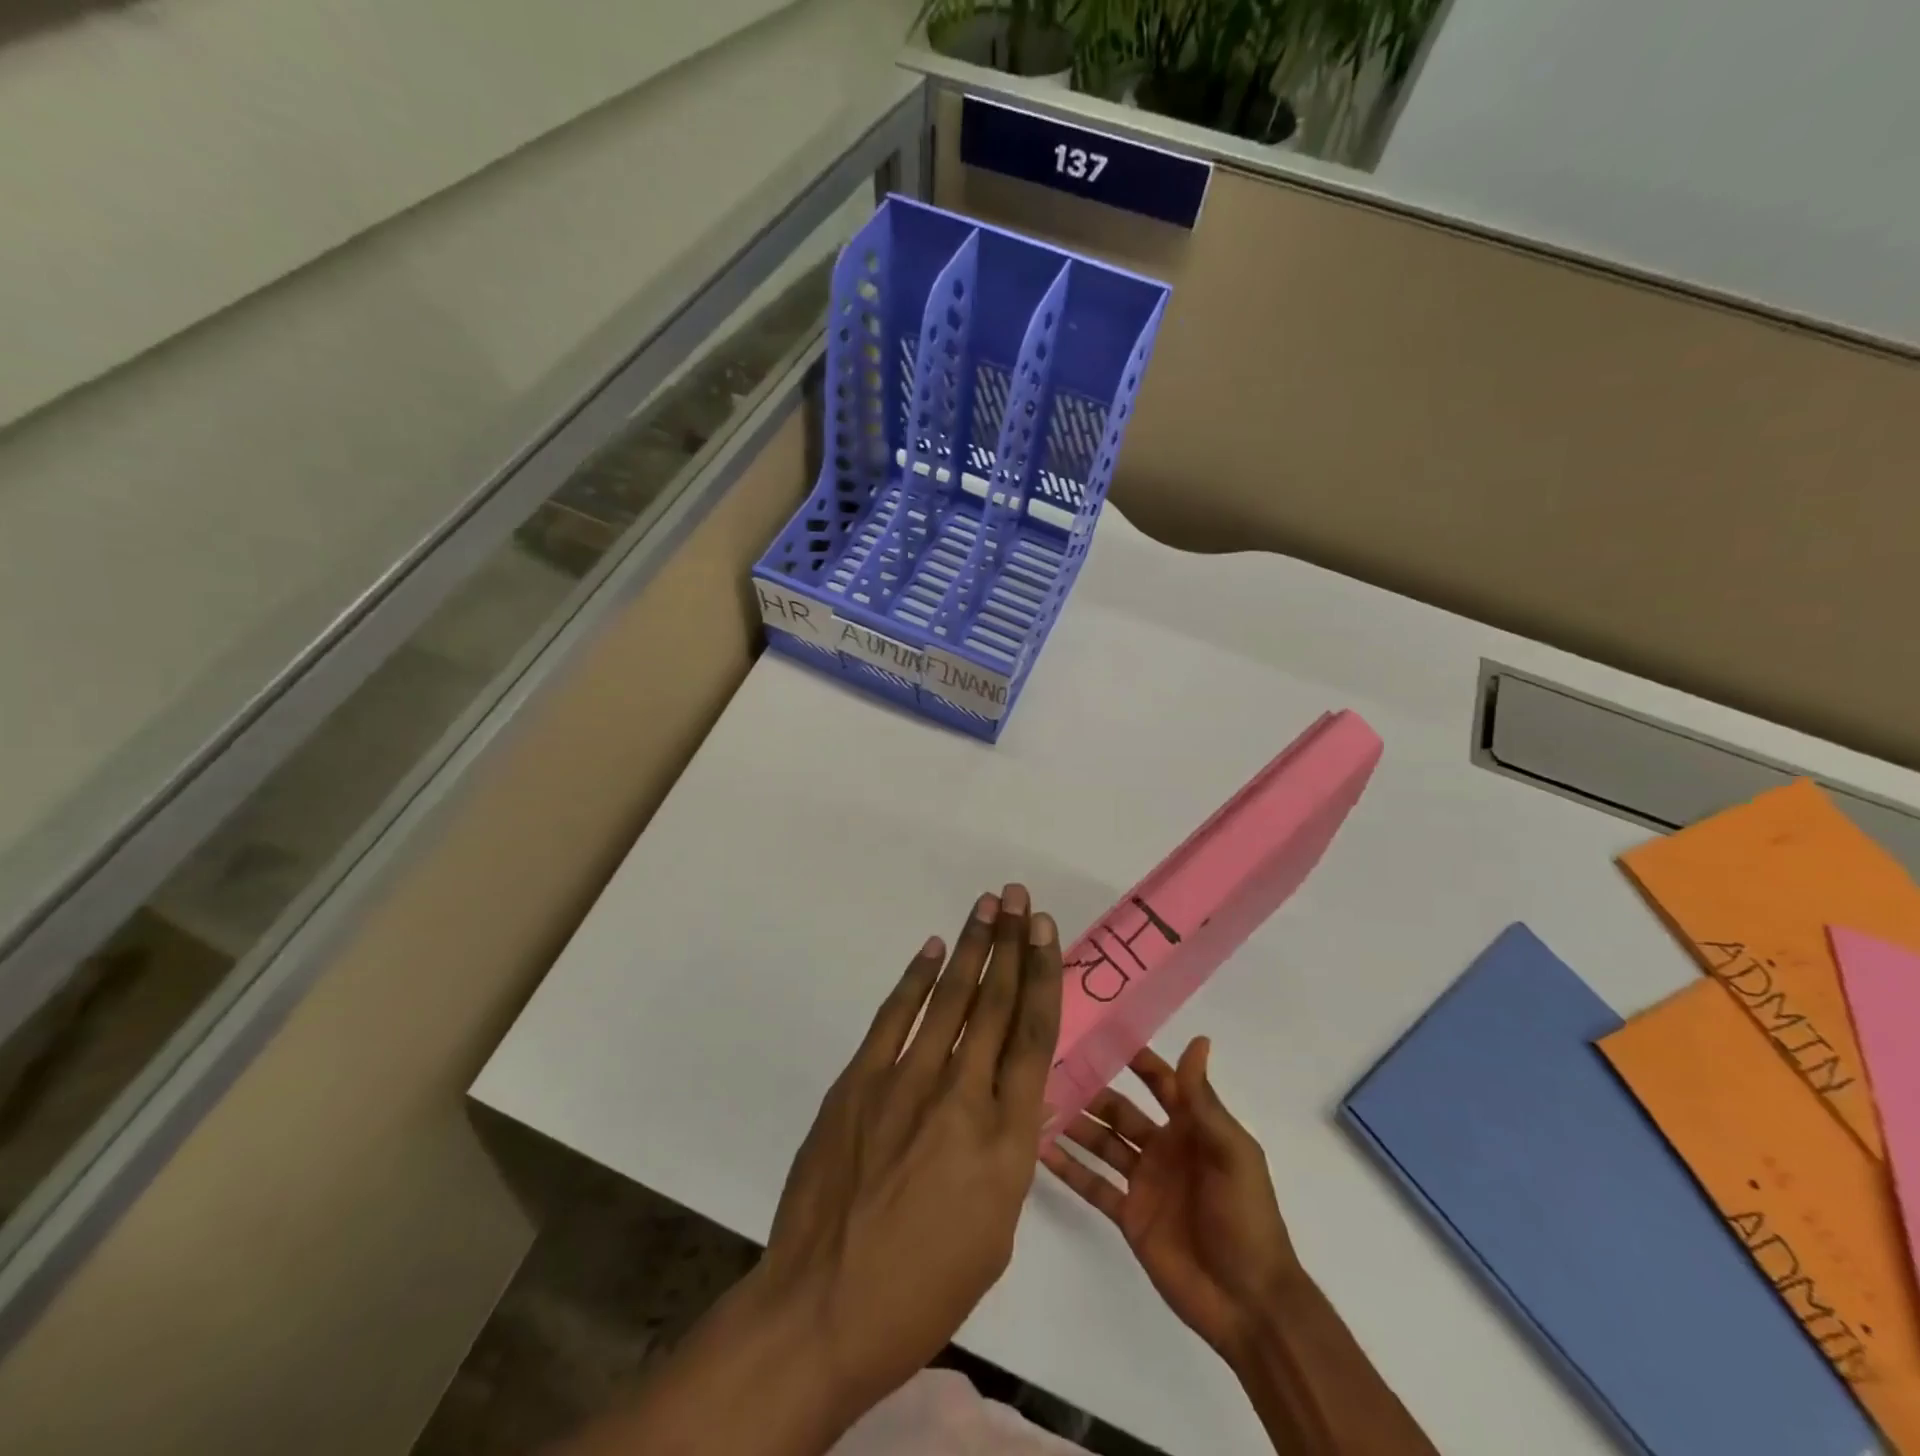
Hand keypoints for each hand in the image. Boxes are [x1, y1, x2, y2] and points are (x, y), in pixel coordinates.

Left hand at [759, 886, 1063, 1416]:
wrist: (823, 1309)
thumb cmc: (923, 1291)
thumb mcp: (995, 1229)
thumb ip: (1007, 1151)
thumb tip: (1011, 1096)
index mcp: (1005, 1141)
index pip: (1033, 1037)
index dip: (1042, 975)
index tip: (1047, 933)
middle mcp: (960, 1097)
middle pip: (994, 1003)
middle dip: (1011, 944)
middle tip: (1021, 899)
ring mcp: (904, 1083)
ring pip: (948, 999)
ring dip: (972, 947)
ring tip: (989, 906)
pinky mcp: (858, 1083)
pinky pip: (895, 1018)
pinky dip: (915, 979)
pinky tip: (933, 950)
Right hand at [1041, 1037, 1301, 1368]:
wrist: (1248, 1303)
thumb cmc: (1246, 1217)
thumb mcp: (1231, 1152)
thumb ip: (1203, 1101)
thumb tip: (1198, 1040)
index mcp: (1192, 1128)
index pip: (1160, 1082)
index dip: (1135, 1059)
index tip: (1101, 1034)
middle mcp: (1164, 1148)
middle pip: (1120, 1110)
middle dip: (1091, 1090)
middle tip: (1053, 1068)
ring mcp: (1144, 1182)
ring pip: (1102, 1143)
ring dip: (1075, 1124)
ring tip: (1038, 1103)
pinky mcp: (1129, 1216)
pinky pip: (1093, 1185)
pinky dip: (1069, 1168)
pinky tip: (1041, 1149)